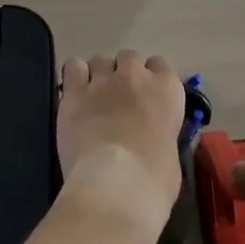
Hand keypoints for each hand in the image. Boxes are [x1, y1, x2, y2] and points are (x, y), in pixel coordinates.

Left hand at [57, 51, 185, 234]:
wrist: (116, 185)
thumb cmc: (154, 178)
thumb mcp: (171, 152)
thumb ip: (161, 132)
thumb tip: (152, 137)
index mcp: (167, 89)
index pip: (161, 64)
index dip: (152, 79)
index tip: (147, 97)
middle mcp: (136, 75)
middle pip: (129, 57)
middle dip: (124, 74)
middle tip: (120, 99)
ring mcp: (103, 80)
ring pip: (100, 59)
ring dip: (99, 74)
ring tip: (95, 98)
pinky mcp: (75, 92)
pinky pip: (73, 67)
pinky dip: (75, 77)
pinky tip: (75, 94)